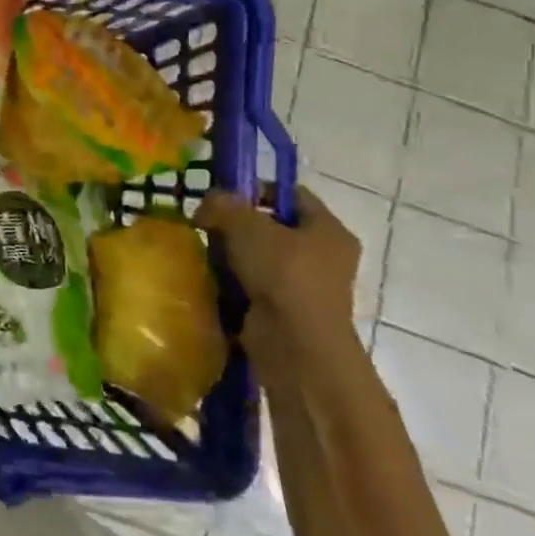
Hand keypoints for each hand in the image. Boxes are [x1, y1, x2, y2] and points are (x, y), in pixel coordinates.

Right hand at [194, 186, 362, 385]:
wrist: (295, 346)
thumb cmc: (282, 274)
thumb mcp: (246, 225)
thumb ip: (223, 205)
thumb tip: (207, 204)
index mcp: (328, 229)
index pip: (292, 195)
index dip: (257, 189)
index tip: (224, 196)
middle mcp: (325, 257)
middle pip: (274, 228)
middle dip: (238, 227)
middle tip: (208, 226)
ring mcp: (307, 289)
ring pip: (261, 260)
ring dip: (233, 257)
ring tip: (206, 255)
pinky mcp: (287, 315)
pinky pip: (255, 288)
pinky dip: (234, 285)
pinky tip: (213, 282)